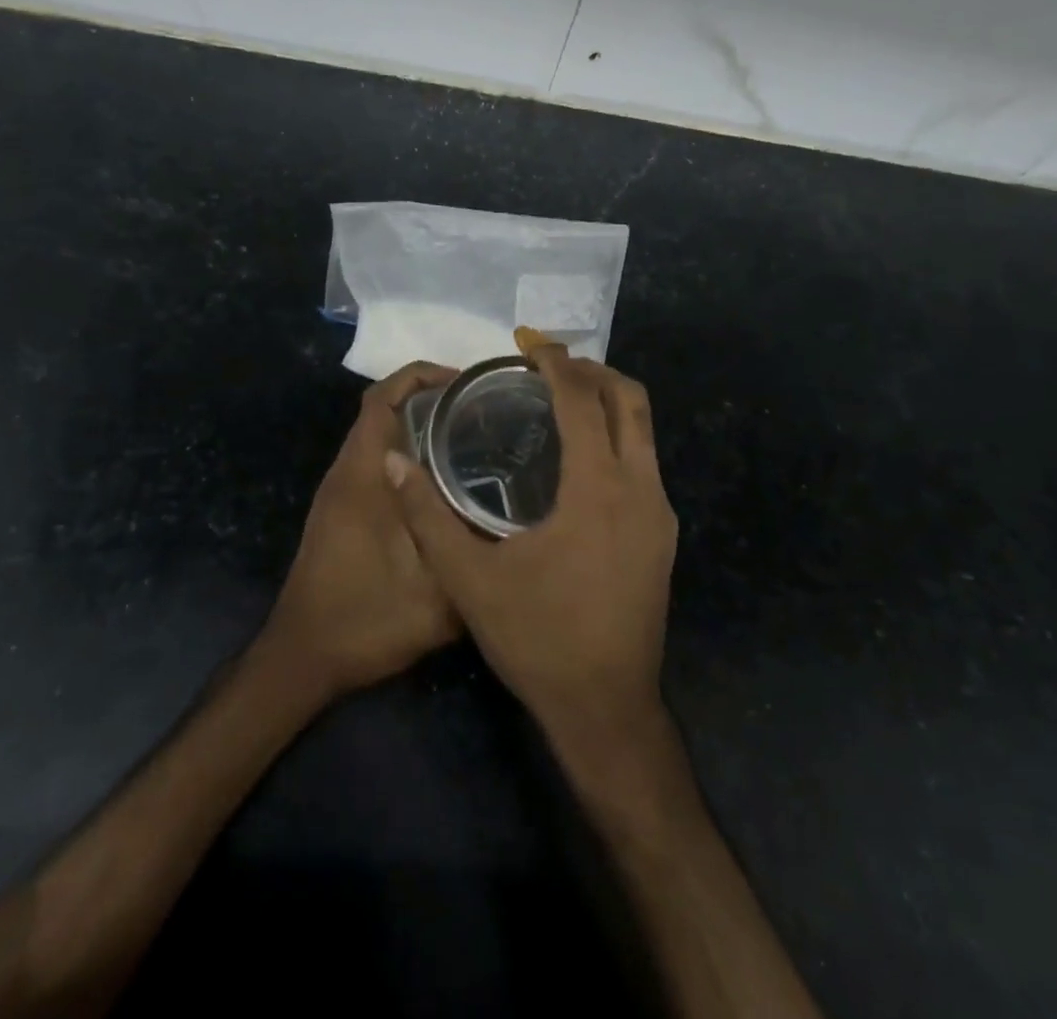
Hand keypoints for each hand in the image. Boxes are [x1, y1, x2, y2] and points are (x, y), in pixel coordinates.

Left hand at [262, 362, 462, 698]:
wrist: (304, 657)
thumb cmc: (365, 620)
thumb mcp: (436, 595)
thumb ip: (472, 552)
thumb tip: (511, 520)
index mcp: (364, 475)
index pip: (383, 399)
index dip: (421, 376)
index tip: (465, 383)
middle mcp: (347, 473)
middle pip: (381, 410)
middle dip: (428, 397)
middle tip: (481, 409)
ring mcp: (340, 492)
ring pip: (378, 437)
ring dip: (417, 426)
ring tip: (470, 436)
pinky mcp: (341, 511)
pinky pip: (375, 462)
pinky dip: (406, 454)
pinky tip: (443, 481)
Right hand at [384, 329, 678, 767]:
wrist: (606, 709)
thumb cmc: (538, 640)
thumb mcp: (470, 579)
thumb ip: (427, 516)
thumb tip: (393, 461)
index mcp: (598, 489)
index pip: (584, 401)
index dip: (557, 365)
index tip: (529, 347)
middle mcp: (641, 489)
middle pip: (630, 400)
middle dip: (591, 371)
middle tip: (548, 366)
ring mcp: (660, 513)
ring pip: (644, 430)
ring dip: (608, 402)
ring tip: (561, 400)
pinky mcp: (663, 536)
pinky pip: (645, 461)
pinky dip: (617, 437)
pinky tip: (580, 458)